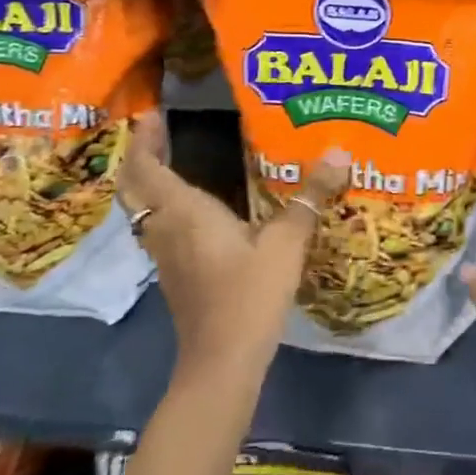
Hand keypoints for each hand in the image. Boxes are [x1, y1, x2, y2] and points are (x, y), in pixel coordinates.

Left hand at [116, 114, 348, 375]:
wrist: (223, 361)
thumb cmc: (249, 294)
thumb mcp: (287, 241)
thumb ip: (310, 196)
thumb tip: (340, 151)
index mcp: (184, 212)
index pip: (146, 167)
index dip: (145, 139)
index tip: (154, 113)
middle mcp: (166, 229)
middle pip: (136, 187)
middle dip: (143, 156)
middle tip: (162, 132)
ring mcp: (167, 255)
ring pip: (145, 209)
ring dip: (151, 182)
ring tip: (176, 159)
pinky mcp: (177, 274)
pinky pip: (161, 227)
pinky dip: (166, 206)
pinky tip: (197, 208)